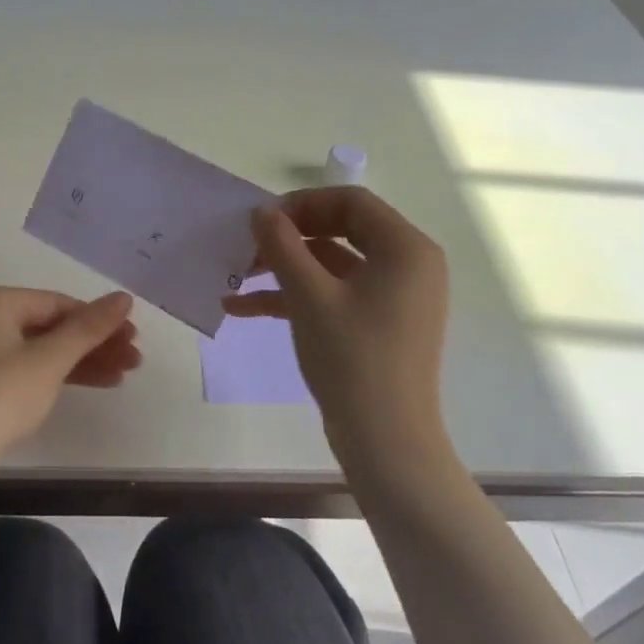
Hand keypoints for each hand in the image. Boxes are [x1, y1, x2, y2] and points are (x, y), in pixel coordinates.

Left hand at [0, 287, 139, 478]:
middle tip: (132, 361)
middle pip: (45, 325)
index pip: (55, 302)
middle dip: (91, 344)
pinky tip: (84, 387)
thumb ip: (88, 327)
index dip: (97, 320)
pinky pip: (18, 370)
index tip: (133, 338)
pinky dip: (50, 377)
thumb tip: (124, 297)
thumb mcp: (48, 361)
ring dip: (77, 362)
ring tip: (119, 378)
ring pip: (33, 350)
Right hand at [222, 187, 452, 487]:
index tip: (261, 220)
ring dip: (284, 266)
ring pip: (332, 264)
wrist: (385, 442)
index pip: (351, 202)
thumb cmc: (353, 359)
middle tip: (248, 243)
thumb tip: (261, 212)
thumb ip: (283, 246)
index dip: (302, 204)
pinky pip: (334, 293)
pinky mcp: (377, 323)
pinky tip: (243, 307)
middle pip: (340, 229)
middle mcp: (406, 265)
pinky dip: (295, 295)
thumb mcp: (309, 296)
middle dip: (288, 236)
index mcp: (405, 249)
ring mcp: (393, 296)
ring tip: (236, 274)